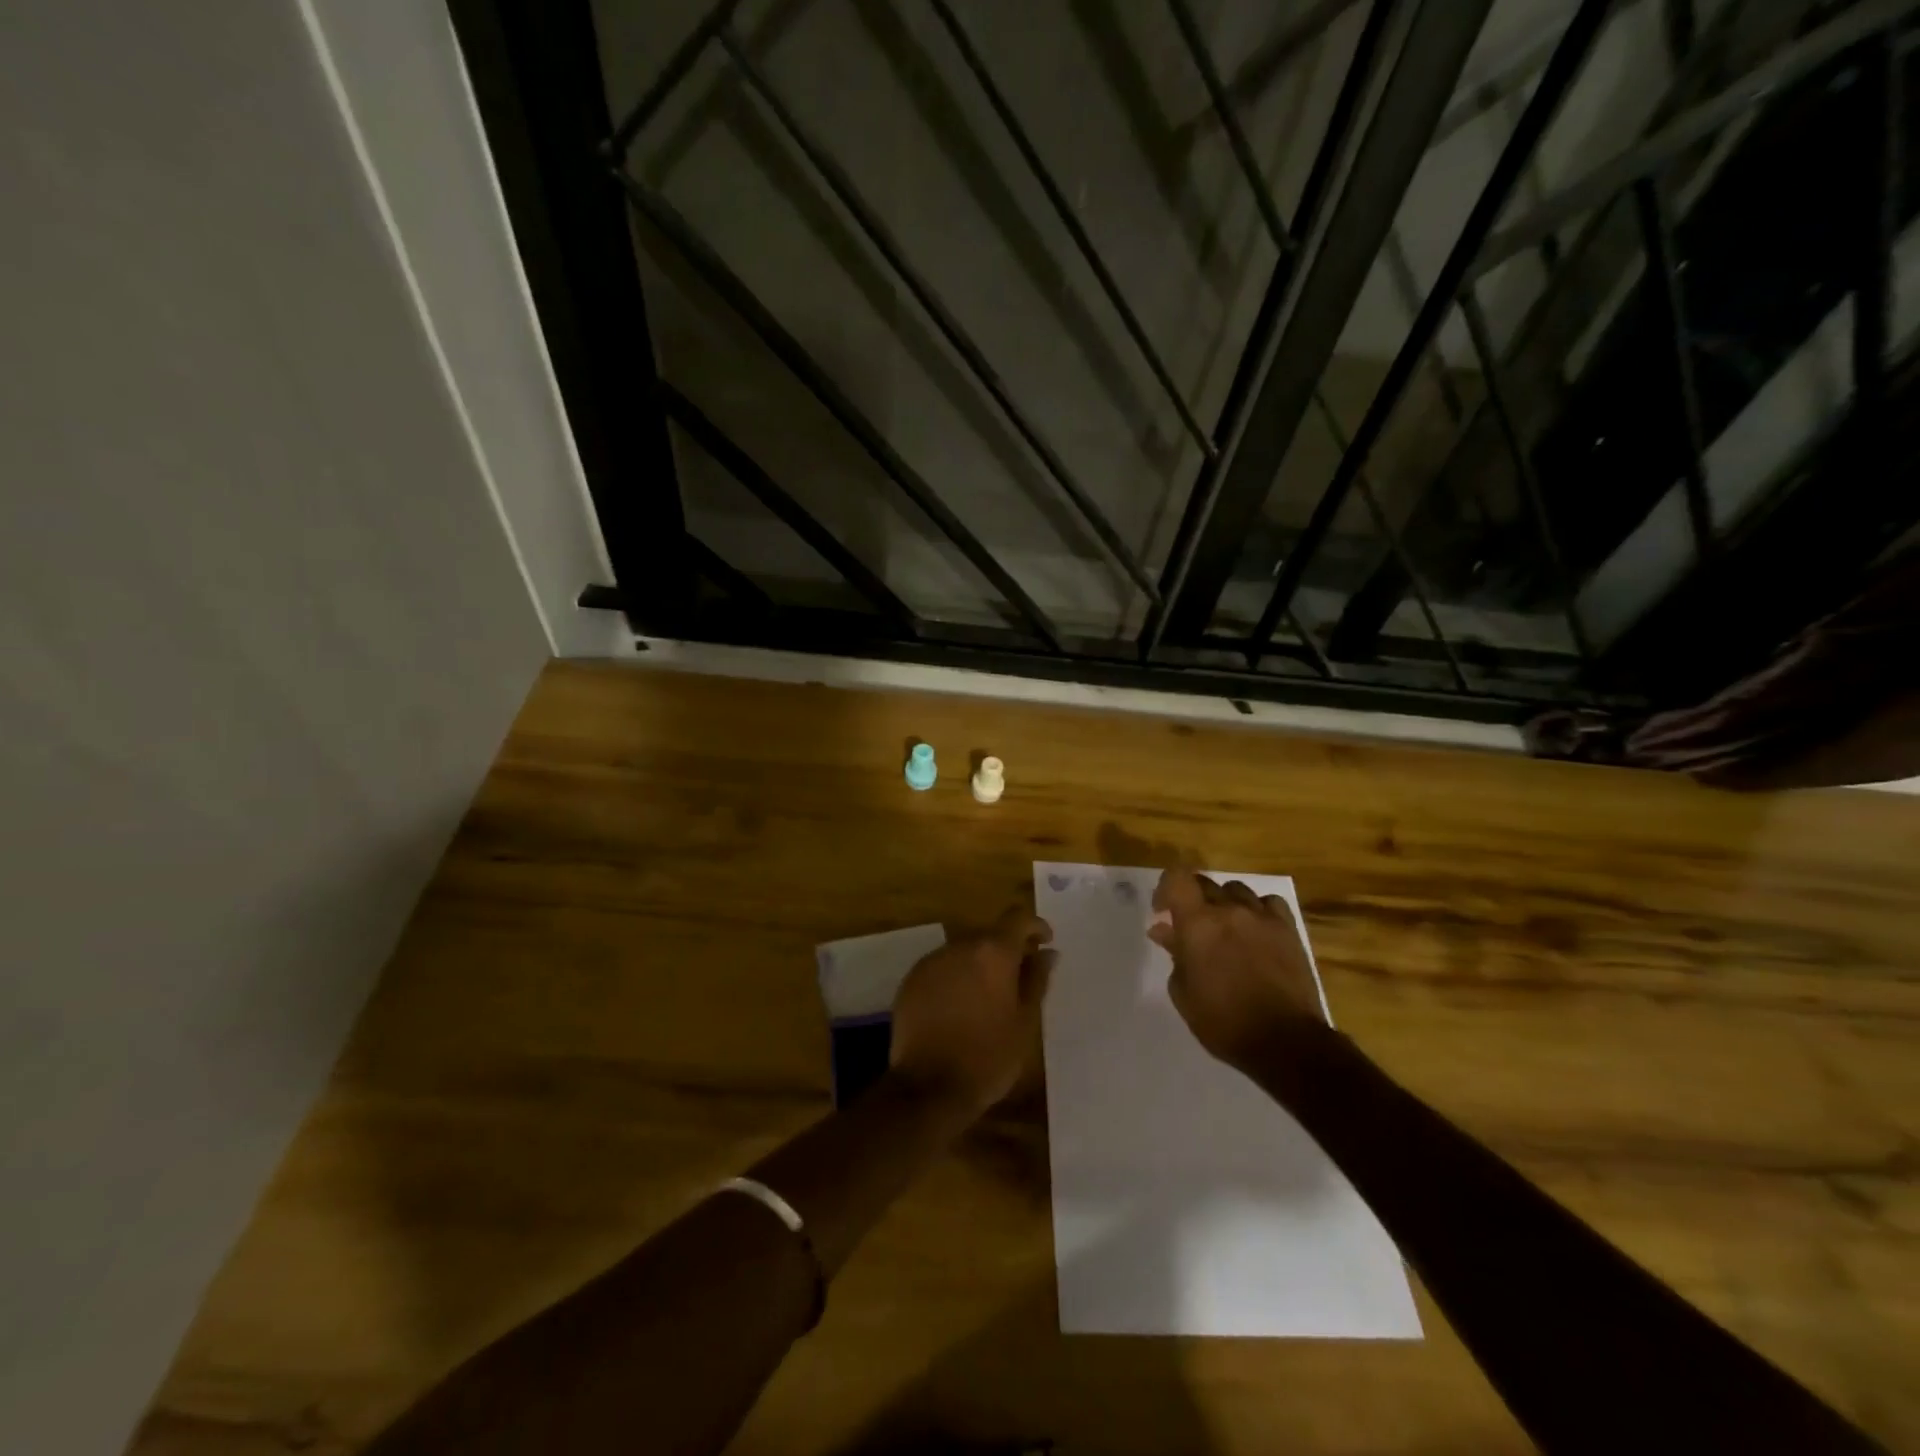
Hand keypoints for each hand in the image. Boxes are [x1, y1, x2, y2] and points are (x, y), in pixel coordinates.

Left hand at [889, 906, 1054, 1116]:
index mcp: (993, 952)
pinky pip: (941, 968)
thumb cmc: (988, 1057)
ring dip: (978, 964)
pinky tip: (959, 1007)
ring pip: (963, 951)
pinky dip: (955, 978)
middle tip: (1018, 978)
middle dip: (1006, 949)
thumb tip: (1047, 953)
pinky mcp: (911, 980)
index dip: (1034, 926)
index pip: (1018, 918)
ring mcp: (932, 961)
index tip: (1045, 942)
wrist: (929, 1087)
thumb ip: (1036, 980)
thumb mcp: (1025, 1022)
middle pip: (988, 934)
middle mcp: (960, 946)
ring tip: (987, 997)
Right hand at [1149, 869, 1324, 1073]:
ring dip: (1225, 903)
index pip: (1177, 878)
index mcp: (1198, 923)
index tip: (1163, 912)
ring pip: (1236, 889)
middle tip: (1191, 927)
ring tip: (1225, 929)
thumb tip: (1164, 930)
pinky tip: (1256, 930)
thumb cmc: (1223, 1021)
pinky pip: (1269, 903)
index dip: (1166, 888)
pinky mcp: (1288, 929)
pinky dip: (1258, 910)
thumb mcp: (1184, 992)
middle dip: (1192, 899)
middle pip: (1205, 883)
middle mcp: (1229, 910)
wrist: (1285, 1041)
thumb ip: (1174, 954)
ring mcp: (1262, 917)